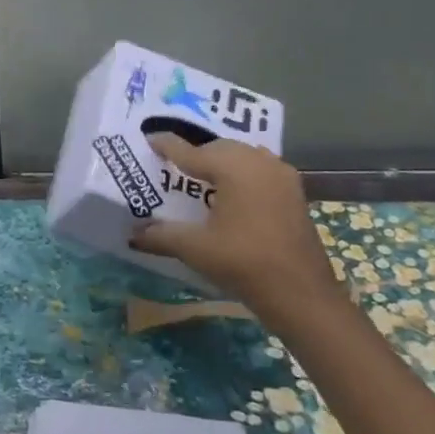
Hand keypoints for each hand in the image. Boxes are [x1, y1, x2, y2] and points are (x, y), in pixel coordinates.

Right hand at [131, 132, 342, 313]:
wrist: (301, 295)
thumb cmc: (244, 264)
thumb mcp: (195, 248)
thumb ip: (161, 235)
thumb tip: (132, 234)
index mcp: (234, 168)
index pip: (192, 151)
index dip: (168, 145)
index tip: (149, 138)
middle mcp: (259, 162)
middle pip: (219, 148)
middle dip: (196, 154)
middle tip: (172, 166)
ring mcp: (282, 176)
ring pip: (243, 156)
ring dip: (221, 162)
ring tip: (200, 177)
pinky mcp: (294, 193)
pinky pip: (260, 170)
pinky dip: (241, 174)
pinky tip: (231, 193)